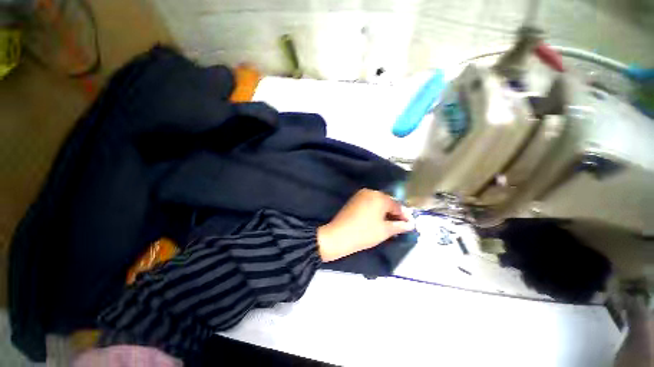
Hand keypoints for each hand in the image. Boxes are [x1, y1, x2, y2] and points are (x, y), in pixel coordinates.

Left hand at [317, 189, 414, 261]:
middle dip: (394, 213)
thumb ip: (400, 226)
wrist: (338, 236)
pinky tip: (377, 220)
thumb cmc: (364, 233)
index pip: (397, 205)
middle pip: (387, 202)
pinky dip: (375, 210)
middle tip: (400, 225)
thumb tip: (410, 224)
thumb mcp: (385, 231)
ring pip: (377, 202)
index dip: (404, 216)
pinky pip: (369, 203)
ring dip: (384, 212)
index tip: (410, 225)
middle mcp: (370, 192)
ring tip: (389, 224)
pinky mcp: (353, 200)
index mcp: (379, 197)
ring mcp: (360, 195)